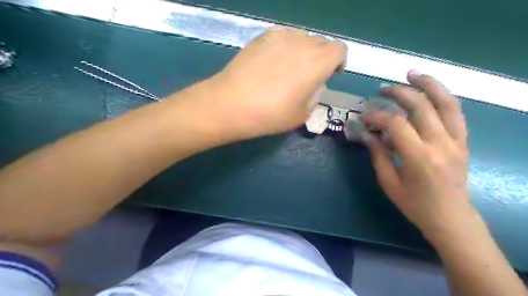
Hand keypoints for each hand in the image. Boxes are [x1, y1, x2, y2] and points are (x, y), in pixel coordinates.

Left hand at [208, 27, 349, 136]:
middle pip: (321, 43)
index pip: (339, 49)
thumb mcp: (301, 115)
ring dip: (303, 51)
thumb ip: (315, 96)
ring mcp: (280, 36)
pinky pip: (283, 36)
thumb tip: (314, 84)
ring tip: (289, 69)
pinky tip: (272, 63)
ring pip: (302, 37)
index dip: (339, 61)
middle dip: (321, 57)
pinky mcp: (262, 36)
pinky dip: (285, 46)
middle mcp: (302, 43)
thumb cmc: (270, 115)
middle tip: (308, 76)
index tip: (332, 74)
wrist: (231, 104)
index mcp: (317, 63)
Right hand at [364, 71, 469, 241]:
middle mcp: (441, 144)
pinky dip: (442, 97)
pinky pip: (456, 112)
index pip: (396, 124)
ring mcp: (456, 140)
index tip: (365, 118)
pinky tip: (430, 91)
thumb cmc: (414, 204)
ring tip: (412, 74)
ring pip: (446, 102)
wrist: (451, 217)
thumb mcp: (388, 182)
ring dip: (428, 84)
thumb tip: (365, 133)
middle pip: (421, 106)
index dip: (377, 117)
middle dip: (399, 93)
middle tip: (383, 89)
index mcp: (419, 157)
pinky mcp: (463, 141)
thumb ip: (377, 154)